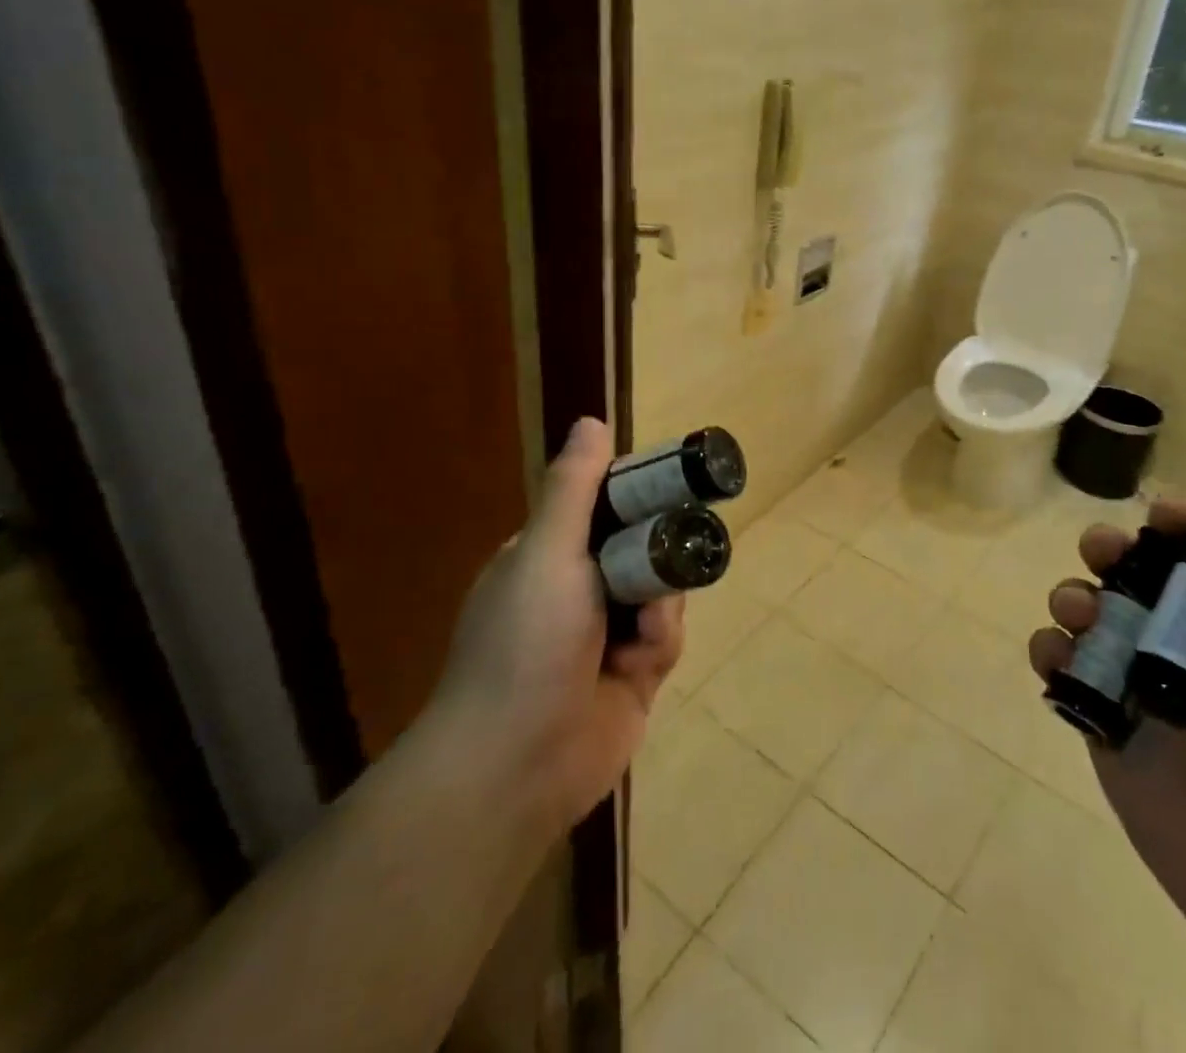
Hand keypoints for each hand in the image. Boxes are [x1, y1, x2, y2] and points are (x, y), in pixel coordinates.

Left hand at [433, 417, 683, 833]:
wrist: (515, 764)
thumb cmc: (525, 642)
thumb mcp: (545, 552)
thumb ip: (573, 489)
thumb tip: (590, 421)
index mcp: (549, 557)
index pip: (602, 509)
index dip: (636, 497)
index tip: (668, 489)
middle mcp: (576, 591)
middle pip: (641, 549)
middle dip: (659, 555)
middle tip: (671, 556)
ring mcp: (604, 637)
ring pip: (660, 593)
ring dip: (661, 603)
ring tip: (647, 626)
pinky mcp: (630, 678)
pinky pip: (663, 640)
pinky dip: (660, 643)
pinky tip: (644, 660)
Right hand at [1028, 494, 1185, 949]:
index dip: (1181, 521)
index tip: (1160, 518)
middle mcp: (1185, 638)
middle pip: (1133, 567)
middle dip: (1109, 546)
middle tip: (1103, 553)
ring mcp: (1137, 674)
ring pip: (1087, 606)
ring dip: (1072, 594)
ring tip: (1079, 615)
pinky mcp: (1099, 711)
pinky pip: (1059, 661)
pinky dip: (1049, 650)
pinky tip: (1057, 659)